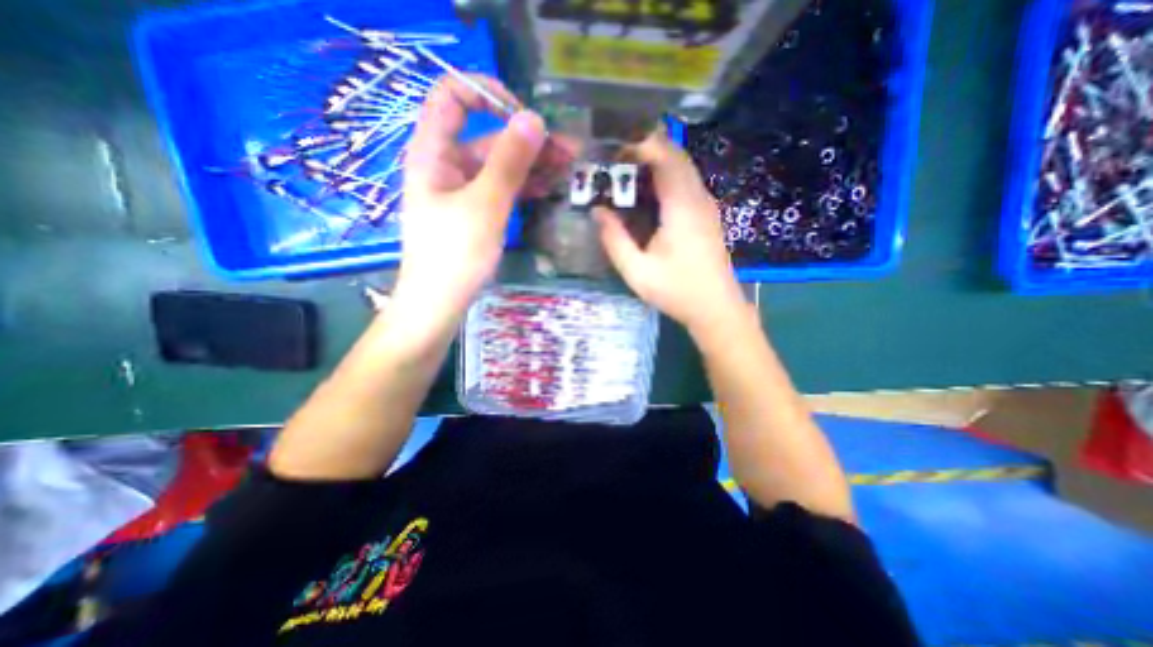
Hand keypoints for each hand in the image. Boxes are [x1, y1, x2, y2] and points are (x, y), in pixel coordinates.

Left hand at [389, 70, 546, 337]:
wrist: (439, 303)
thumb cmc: (455, 254)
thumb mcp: (485, 205)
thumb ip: (509, 161)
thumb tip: (533, 119)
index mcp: (434, 152)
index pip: (453, 96)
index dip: (488, 93)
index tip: (525, 116)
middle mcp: (446, 164)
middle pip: (488, 137)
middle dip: (528, 141)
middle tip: (569, 151)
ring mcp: (462, 190)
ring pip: (499, 165)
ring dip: (532, 165)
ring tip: (568, 168)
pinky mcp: (475, 211)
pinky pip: (500, 189)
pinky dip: (523, 186)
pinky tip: (549, 187)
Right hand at [595, 130, 747, 334]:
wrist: (716, 308)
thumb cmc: (677, 291)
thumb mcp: (637, 271)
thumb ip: (614, 239)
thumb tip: (598, 211)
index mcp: (681, 207)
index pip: (665, 156)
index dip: (640, 145)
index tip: (613, 150)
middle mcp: (698, 198)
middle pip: (675, 156)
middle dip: (645, 150)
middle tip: (615, 162)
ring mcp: (706, 206)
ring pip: (683, 168)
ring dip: (656, 164)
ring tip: (627, 175)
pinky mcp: (707, 215)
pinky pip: (686, 183)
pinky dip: (666, 178)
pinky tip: (648, 195)